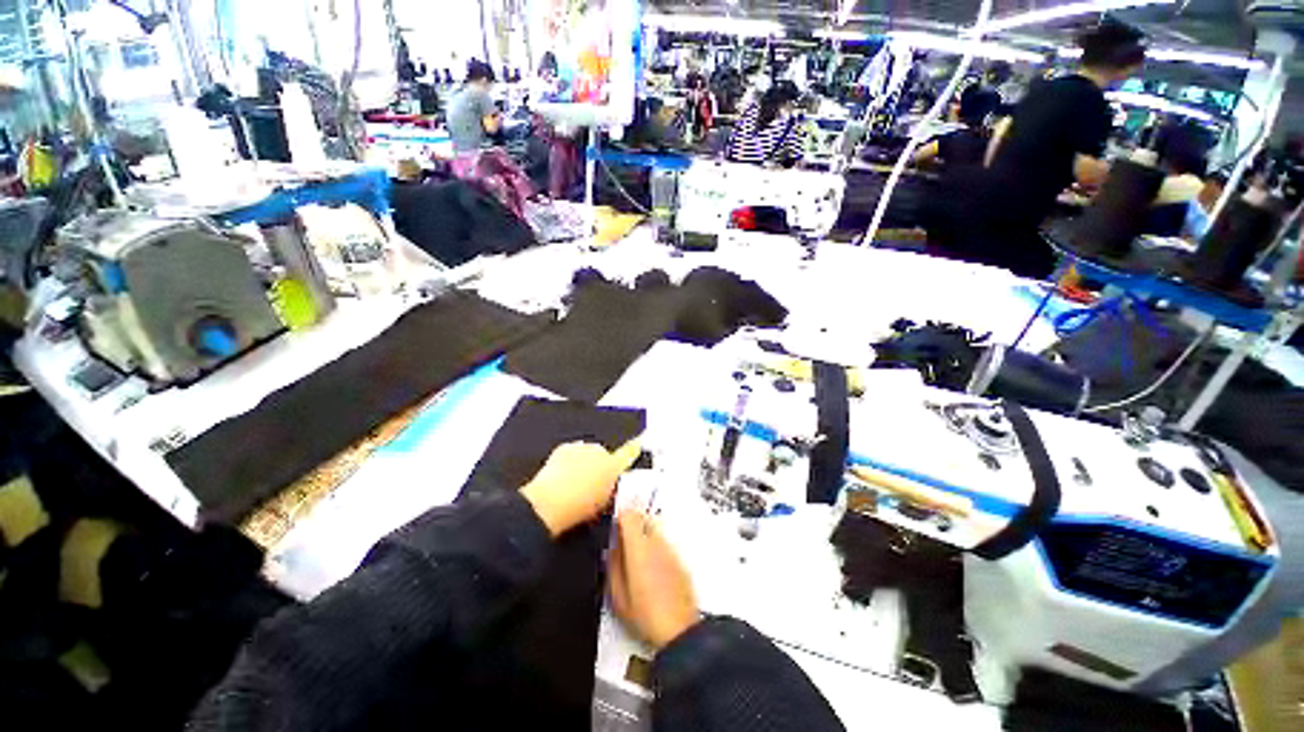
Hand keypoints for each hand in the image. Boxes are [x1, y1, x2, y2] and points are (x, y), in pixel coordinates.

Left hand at [521, 439, 641, 536]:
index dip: (634, 448)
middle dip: (600, 465)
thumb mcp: (603, 505)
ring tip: (574, 483)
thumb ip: (611, 491)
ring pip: (587, 453)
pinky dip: (569, 461)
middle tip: (591, 484)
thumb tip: (611, 487)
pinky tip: (561, 476)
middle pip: (604, 455)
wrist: (549, 502)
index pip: (628, 453)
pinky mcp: (565, 447)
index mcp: (614, 467)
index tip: (638, 443)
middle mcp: (601, 452)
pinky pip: (571, 452)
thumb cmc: (579, 508)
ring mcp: (582, 448)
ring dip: (584, 462)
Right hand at [609, 510, 698, 649]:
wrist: (679, 630)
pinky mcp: (680, 559)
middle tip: (624, 543)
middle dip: (632, 525)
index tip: (614, 527)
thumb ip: (612, 566)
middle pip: (643, 518)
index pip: (630, 515)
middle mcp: (656, 542)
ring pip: (655, 530)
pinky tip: (652, 570)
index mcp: (638, 547)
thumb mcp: (618, 596)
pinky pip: (664, 544)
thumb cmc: (644, 616)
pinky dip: (656, 548)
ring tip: (637, 560)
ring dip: (644, 536)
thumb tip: (611, 548)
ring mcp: (670, 549)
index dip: (620, 517)